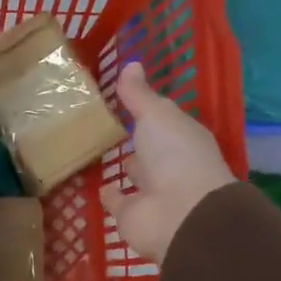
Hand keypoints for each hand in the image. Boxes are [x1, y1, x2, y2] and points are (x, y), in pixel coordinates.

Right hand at [100, 61, 236, 263]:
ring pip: (136, 176)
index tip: (125, 100)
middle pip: (151, 150)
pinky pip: (119, 202)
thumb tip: (131, 63)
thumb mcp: (157, 114)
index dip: (148, 112)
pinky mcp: (133, 217)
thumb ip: (140, 94)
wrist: (181, 215)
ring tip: (99, 153)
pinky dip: (111, 196)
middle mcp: (170, 165)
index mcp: (182, 138)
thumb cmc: (175, 155)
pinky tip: (98, 186)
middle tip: (110, 127)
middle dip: (137, 142)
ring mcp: (153, 193)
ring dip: (126, 168)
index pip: (164, 121)